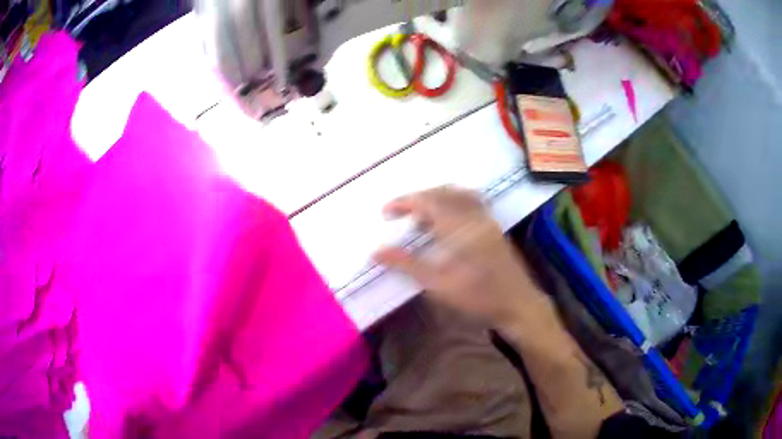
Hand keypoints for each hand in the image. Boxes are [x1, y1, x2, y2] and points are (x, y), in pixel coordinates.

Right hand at [373, 186, 544, 326]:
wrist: (518, 305)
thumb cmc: (478, 297)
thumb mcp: (437, 284)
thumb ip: (407, 264)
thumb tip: (376, 252)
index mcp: (458, 226)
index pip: (426, 201)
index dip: (403, 202)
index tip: (385, 212)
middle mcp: (474, 215)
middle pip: (442, 192)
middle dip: (418, 198)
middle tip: (400, 214)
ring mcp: (487, 220)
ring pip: (458, 194)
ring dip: (437, 198)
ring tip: (422, 217)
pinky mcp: (494, 228)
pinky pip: (471, 203)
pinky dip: (453, 204)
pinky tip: (447, 223)